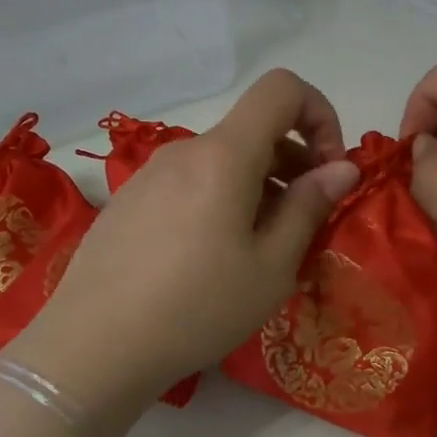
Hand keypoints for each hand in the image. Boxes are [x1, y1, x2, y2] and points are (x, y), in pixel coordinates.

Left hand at [15, 70, 359, 428]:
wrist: (93, 347)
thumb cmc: (197, 307)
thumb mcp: (271, 266)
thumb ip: (309, 207)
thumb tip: (342, 168)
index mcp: (224, 155)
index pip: (281, 88)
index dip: (320, 114)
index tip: (329, 169)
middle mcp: (184, 151)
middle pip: (253, 130)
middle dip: (294, 163)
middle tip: (305, 223)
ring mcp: (149, 175)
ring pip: (222, 162)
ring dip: (258, 188)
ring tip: (261, 251)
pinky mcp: (129, 203)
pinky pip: (190, 185)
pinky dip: (221, 202)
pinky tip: (212, 261)